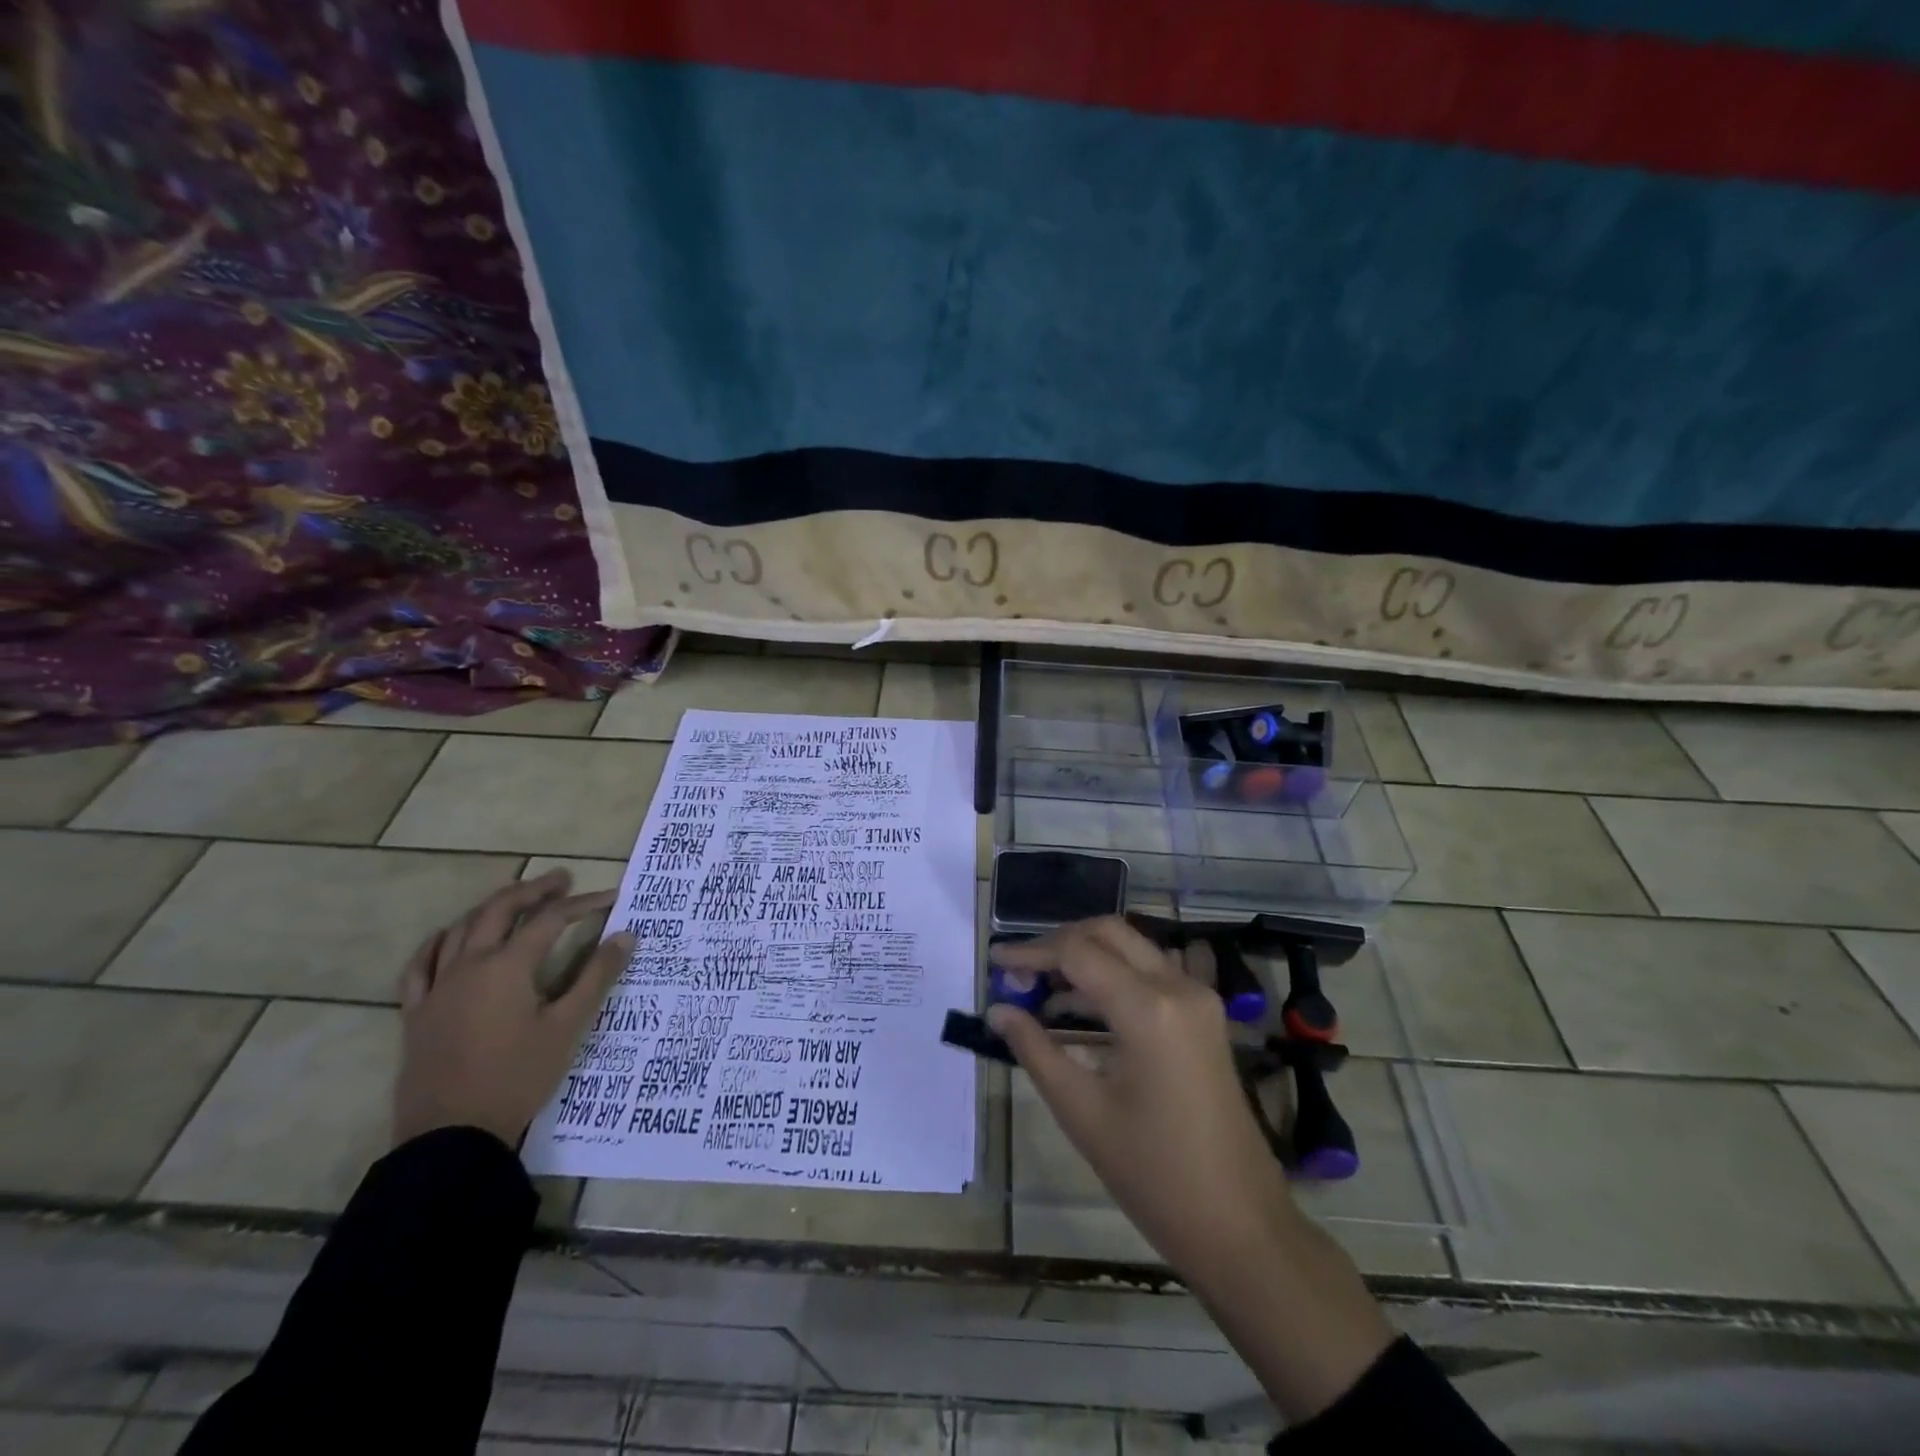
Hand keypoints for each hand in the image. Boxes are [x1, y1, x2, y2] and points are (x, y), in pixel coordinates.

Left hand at [393, 868, 633, 1149]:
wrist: (452, 1136)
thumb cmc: (517, 1078)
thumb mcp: (567, 1027)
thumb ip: (597, 977)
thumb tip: (627, 936)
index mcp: (507, 966)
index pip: (550, 920)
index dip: (583, 904)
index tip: (611, 897)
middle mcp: (469, 965)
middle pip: (499, 910)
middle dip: (533, 890)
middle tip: (562, 880)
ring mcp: (437, 988)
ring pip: (461, 929)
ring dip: (492, 907)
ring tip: (516, 900)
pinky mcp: (417, 1012)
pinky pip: (421, 965)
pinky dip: (438, 942)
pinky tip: (450, 937)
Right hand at [987, 917, 1293, 1272]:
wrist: (1240, 1225)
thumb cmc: (1154, 1175)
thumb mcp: (1082, 1112)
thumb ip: (1035, 1050)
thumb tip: (997, 1010)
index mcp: (1148, 1008)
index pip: (1077, 953)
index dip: (1031, 951)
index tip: (994, 959)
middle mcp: (1178, 987)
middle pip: (1108, 933)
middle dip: (1059, 942)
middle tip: (1020, 970)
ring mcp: (1198, 998)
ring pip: (1131, 948)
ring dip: (1086, 956)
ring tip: (1039, 989)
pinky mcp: (1204, 1016)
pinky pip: (1151, 973)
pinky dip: (1112, 976)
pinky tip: (1079, 1006)